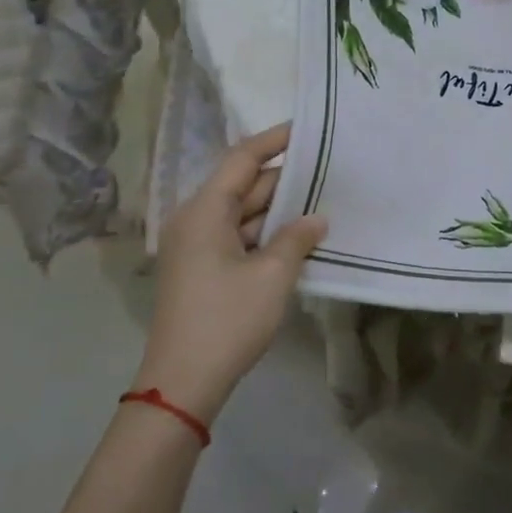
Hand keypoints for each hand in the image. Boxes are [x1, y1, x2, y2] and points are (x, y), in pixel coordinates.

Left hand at [134, 123, 326, 423]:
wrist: (183, 384)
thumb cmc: (227, 320)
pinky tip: (299, 237)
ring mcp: (197, 246)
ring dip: (279, 210)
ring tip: (322, 200)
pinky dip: (266, 233)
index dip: (274, 140)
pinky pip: (239, 237)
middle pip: (243, 185)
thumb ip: (297, 238)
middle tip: (328, 169)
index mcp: (205, 211)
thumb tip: (316, 218)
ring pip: (243, 213)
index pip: (242, 158)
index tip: (307, 128)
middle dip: (285, 179)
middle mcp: (196, 220)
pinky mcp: (202, 269)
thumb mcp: (272, 276)